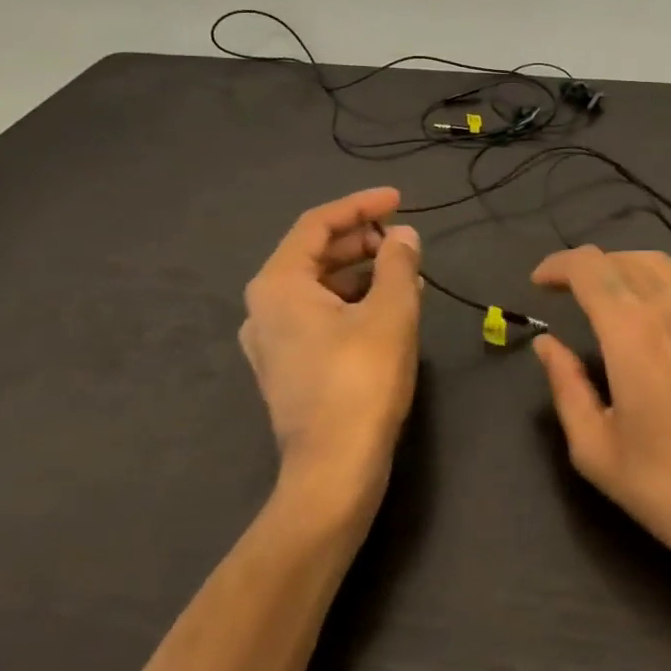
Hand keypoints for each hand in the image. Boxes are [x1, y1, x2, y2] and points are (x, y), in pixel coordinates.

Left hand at [241, 188, 422, 519]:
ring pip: (319, 286)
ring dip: (362, 272)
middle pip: (315, 254)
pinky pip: (319, 315)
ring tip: (406, 272)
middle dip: (362, 241)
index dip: (360, 206)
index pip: (317, 224)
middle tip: (403, 239)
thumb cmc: (361, 380)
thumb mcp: (390, 311)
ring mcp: (272, 340)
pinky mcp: (288, 366)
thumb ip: (397, 263)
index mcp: (278, 285)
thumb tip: (403, 235)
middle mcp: (264, 307)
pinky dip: (353, 302)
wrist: (334, 469)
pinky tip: (389, 307)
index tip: (399, 200)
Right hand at [530, 247, 670, 670]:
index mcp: (634, 332)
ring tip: (600, 301)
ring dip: (622, 270)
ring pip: (660, 267)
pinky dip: (651, 288)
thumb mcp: (597, 450)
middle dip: (588, 265)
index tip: (538, 284)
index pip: (590, 267)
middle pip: (626, 258)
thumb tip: (548, 345)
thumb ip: (567, 386)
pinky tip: (643, 326)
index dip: (558, 265)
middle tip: (564, 291)